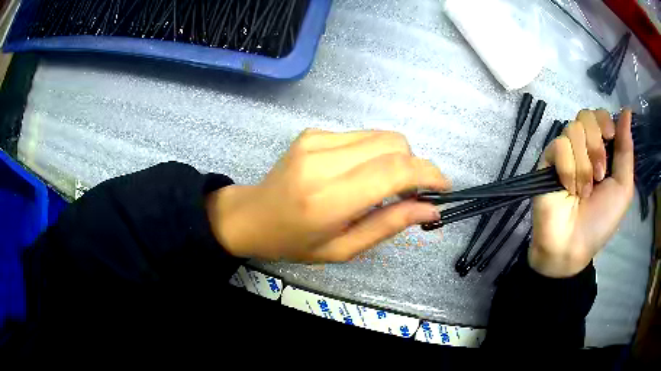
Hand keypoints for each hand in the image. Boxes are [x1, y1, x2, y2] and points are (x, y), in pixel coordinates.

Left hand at [205, 129, 449, 261]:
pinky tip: (360, 173)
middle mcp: (322, 160)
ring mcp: (316, 140)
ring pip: (381, 135)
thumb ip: (389, 225)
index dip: (428, 174)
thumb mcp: (343, 249)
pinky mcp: (313, 132)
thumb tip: (431, 209)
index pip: (394, 170)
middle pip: (393, 143)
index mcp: (328, 198)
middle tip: (411, 193)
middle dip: (415, 165)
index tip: (444, 187)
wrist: (252, 216)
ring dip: (396, 158)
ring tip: (385, 185)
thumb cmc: (295, 242)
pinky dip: (374, 153)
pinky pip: (361, 136)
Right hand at [530, 109, 633, 276]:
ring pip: (573, 130)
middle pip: (585, 116)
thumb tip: (627, 111)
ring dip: (584, 164)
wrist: (573, 245)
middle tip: (599, 176)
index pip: (599, 115)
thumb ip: (626, 150)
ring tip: (583, 191)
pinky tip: (568, 189)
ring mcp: (564, 152)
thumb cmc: (601, 220)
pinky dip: (568, 169)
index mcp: (601, 150)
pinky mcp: (547, 160)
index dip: (604, 121)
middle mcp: (583, 146)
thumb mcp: (623, 188)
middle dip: (596, 145)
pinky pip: (559, 146)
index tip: (610, 138)